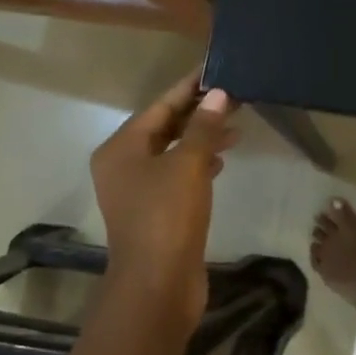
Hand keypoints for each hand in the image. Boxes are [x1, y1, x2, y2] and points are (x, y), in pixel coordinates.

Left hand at [89, 73, 238, 314]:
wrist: (157, 285)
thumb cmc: (167, 217)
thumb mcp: (188, 165)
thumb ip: (204, 127)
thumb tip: (219, 94)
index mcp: (120, 149)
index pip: (159, 106)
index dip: (189, 87)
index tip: (216, 69)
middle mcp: (123, 165)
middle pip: (164, 127)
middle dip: (199, 112)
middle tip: (234, 97)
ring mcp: (138, 190)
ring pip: (173, 151)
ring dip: (202, 137)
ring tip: (235, 127)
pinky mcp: (156, 211)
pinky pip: (177, 174)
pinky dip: (198, 163)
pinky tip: (221, 160)